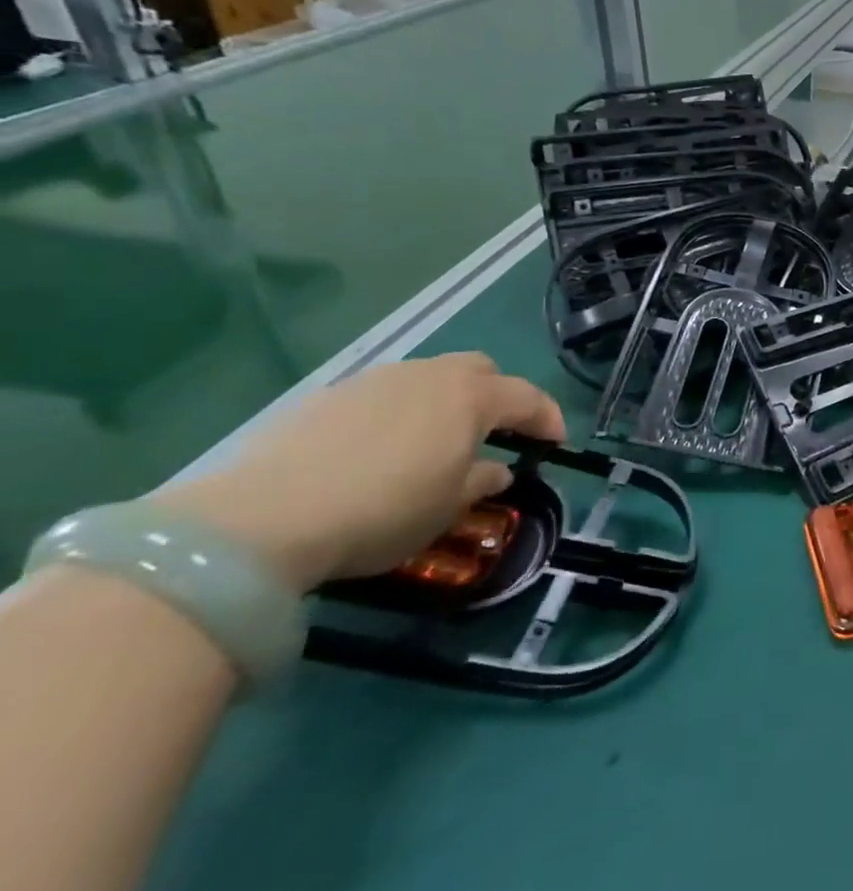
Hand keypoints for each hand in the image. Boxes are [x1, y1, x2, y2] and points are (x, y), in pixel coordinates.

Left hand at [161, 354, 565, 592]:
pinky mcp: (325, 398)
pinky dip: (398, 414)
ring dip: (445, 403)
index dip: (548, 418)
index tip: (556, 444)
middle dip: (498, 396)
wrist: (259, 521)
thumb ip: (481, 481)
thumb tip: (497, 470)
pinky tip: (378, 451)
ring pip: (428, 378)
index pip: (528, 397)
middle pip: (480, 370)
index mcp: (470, 397)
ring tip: (433, 445)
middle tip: (496, 433)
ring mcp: (374, 381)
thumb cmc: (382, 511)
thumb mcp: (447, 508)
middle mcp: (428, 375)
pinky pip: (383, 395)